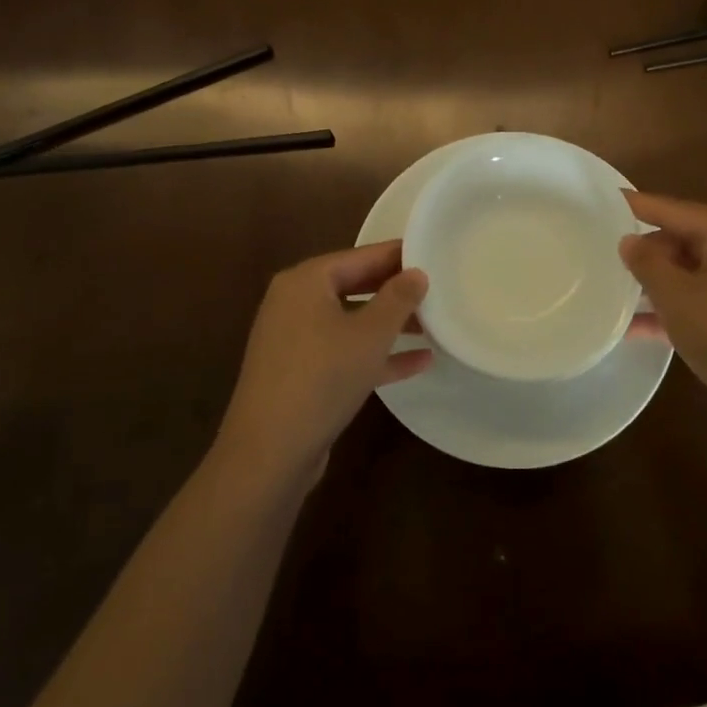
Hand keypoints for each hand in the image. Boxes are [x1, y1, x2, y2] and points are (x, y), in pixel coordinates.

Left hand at [217, 240, 430, 482]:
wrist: (269, 452)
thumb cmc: (323, 377)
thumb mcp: (371, 334)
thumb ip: (398, 298)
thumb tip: (416, 272)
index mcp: (305, 281)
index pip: (360, 255)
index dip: (398, 255)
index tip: (432, 253)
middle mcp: (294, 302)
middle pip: (354, 285)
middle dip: (395, 290)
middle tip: (436, 288)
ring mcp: (294, 339)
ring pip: (350, 320)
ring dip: (389, 324)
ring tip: (433, 325)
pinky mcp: (299, 373)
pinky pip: (343, 351)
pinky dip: (374, 353)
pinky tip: (418, 362)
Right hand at [619, 192, 706, 445]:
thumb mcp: (676, 297)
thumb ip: (647, 264)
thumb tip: (630, 241)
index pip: (674, 209)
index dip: (638, 205)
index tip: (607, 200)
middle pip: (687, 240)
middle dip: (649, 252)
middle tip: (609, 259)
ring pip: (696, 275)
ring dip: (660, 286)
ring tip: (619, 294)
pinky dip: (681, 310)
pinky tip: (644, 330)